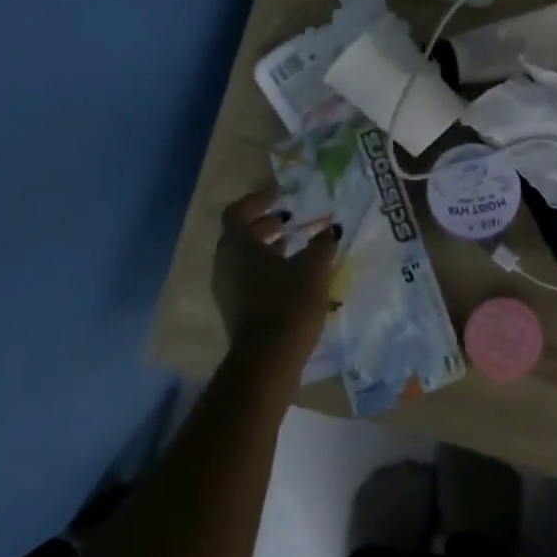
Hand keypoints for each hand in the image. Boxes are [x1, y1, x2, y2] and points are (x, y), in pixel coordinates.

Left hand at [212, 185, 337, 373]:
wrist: (267, 361)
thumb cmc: (288, 304)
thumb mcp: (313, 269)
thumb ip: (322, 244)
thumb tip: (331, 229)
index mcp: (238, 245)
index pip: (238, 211)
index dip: (259, 200)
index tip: (282, 195)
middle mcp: (225, 263)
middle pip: (240, 234)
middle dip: (266, 224)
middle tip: (292, 219)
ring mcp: (227, 289)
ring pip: (245, 257)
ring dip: (268, 247)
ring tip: (297, 245)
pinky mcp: (235, 310)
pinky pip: (248, 277)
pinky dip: (267, 267)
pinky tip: (293, 275)